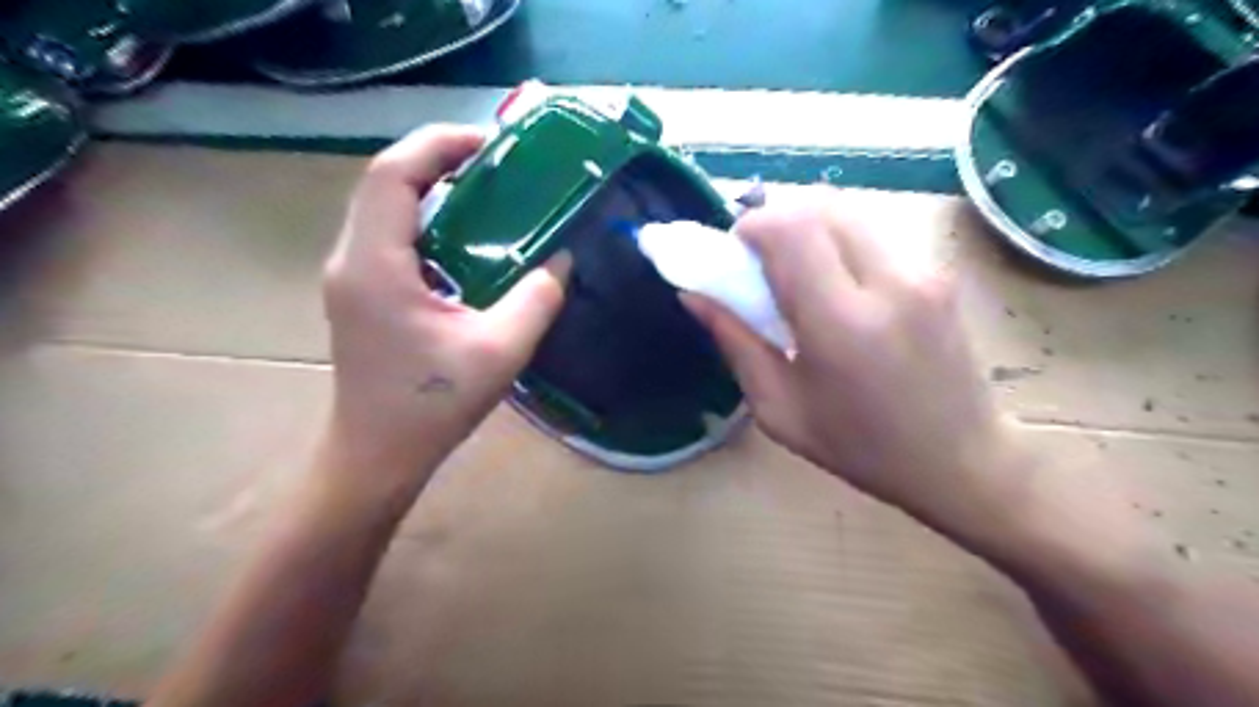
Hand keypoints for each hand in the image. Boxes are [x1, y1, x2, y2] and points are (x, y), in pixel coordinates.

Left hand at [319, 125, 570, 493]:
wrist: (377, 454)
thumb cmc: (432, 407)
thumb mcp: (500, 351)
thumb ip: (538, 299)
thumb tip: (563, 259)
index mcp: (376, 266)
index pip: (393, 175)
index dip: (439, 145)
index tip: (491, 144)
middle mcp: (351, 259)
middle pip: (385, 182)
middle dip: (440, 159)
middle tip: (496, 163)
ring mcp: (350, 276)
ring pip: (385, 206)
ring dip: (432, 188)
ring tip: (486, 190)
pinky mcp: (360, 292)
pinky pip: (389, 235)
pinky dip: (427, 219)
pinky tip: (465, 237)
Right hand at [683, 186, 1025, 529]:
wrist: (961, 462)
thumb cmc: (860, 448)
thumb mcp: (779, 408)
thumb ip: (735, 342)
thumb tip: (694, 295)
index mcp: (840, 323)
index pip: (790, 229)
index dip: (751, 227)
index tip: (735, 254)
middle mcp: (888, 282)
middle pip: (820, 205)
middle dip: (777, 220)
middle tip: (760, 261)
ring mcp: (923, 272)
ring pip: (848, 212)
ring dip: (808, 228)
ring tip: (796, 273)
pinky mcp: (938, 273)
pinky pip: (873, 234)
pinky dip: (838, 242)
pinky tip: (835, 285)